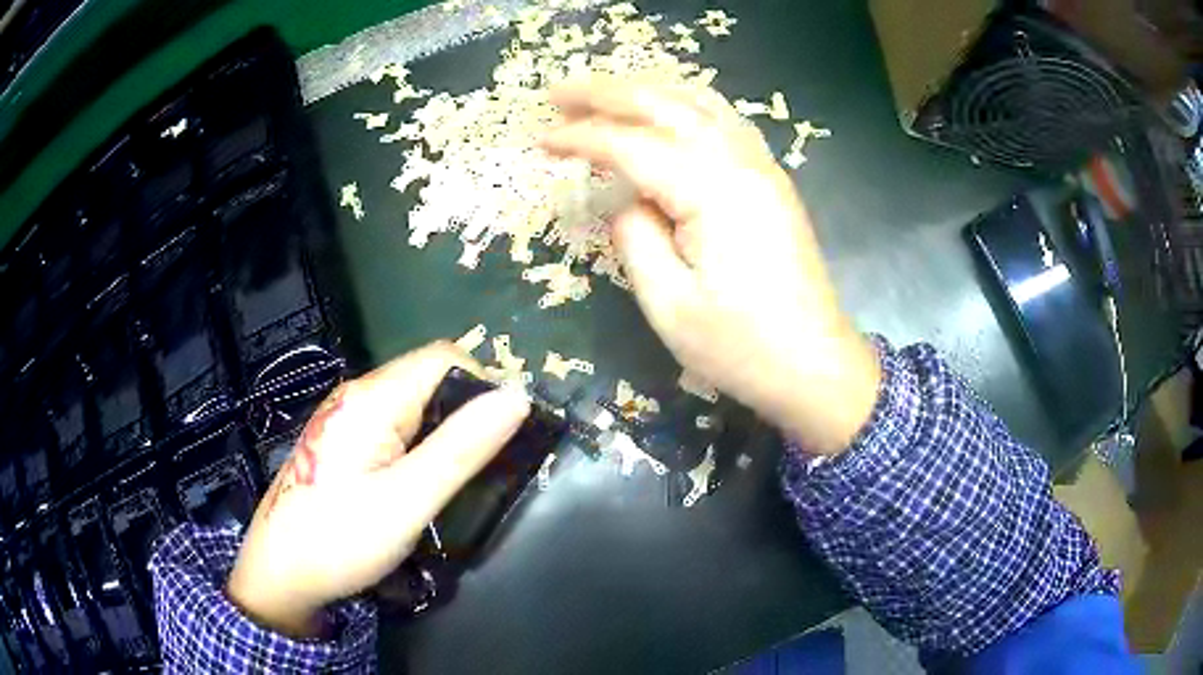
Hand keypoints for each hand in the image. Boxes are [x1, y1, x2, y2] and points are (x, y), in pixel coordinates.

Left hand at [226, 341, 529, 637]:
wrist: (280, 573)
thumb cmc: (341, 539)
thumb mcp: (408, 501)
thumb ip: (461, 448)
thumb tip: (516, 397)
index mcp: (372, 398)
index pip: (444, 358)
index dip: (483, 384)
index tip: (505, 434)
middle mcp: (356, 394)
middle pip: (428, 376)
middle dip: (466, 409)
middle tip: (486, 463)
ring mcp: (345, 416)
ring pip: (412, 401)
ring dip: (444, 428)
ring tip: (458, 475)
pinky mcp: (342, 439)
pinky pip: (392, 423)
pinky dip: (420, 441)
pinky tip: (420, 478)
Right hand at [543, 78, 879, 453]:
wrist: (815, 365)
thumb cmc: (742, 347)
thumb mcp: (669, 305)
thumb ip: (634, 237)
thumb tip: (624, 199)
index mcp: (712, 190)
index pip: (631, 145)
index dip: (581, 139)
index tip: (540, 141)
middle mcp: (740, 161)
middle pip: (664, 105)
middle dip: (605, 93)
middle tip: (558, 92)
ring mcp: (761, 166)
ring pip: (697, 102)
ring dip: (644, 91)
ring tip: (600, 94)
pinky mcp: (770, 179)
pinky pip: (722, 120)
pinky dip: (682, 104)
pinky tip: (662, 111)